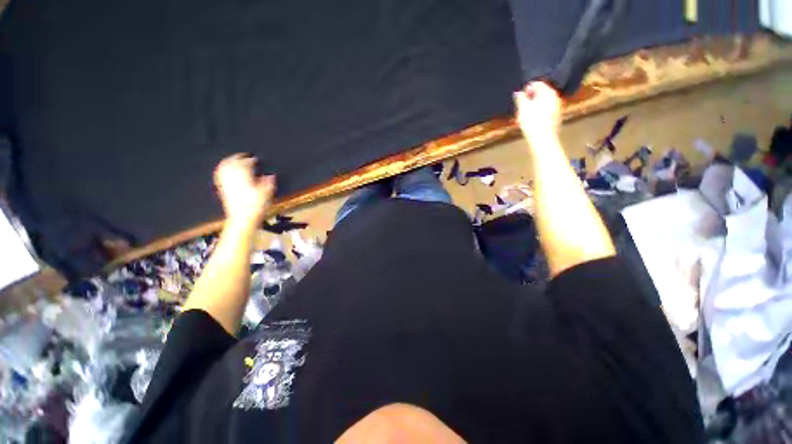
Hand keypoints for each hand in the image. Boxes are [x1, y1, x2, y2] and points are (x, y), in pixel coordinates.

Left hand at [213, 154, 275, 226]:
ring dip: (228, 162)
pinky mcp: (223, 190)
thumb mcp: (267, 194)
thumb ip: (269, 183)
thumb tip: (271, 175)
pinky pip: (219, 176)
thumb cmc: (255, 207)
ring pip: (224, 168)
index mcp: (244, 178)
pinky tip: (223, 171)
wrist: (242, 219)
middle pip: (233, 164)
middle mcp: (233, 179)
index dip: (251, 160)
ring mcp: (226, 184)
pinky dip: (221, 171)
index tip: (255, 159)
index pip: (246, 164)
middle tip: (243, 155)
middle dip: (238, 158)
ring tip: (232, 159)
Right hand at [514, 82, 561, 142]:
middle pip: (542, 92)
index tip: (520, 96)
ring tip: (526, 113)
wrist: (543, 139)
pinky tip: (533, 119)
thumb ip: (520, 98)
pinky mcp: (557, 116)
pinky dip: (540, 111)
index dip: (527, 88)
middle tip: (522, 105)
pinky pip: (547, 109)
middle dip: (531, 97)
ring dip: (535, 104)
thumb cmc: (532, 122)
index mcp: (548, 92)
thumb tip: (518, 92)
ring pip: (544, 101)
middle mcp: (555, 96)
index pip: (537, 84)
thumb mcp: (522, 109)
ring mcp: (558, 106)